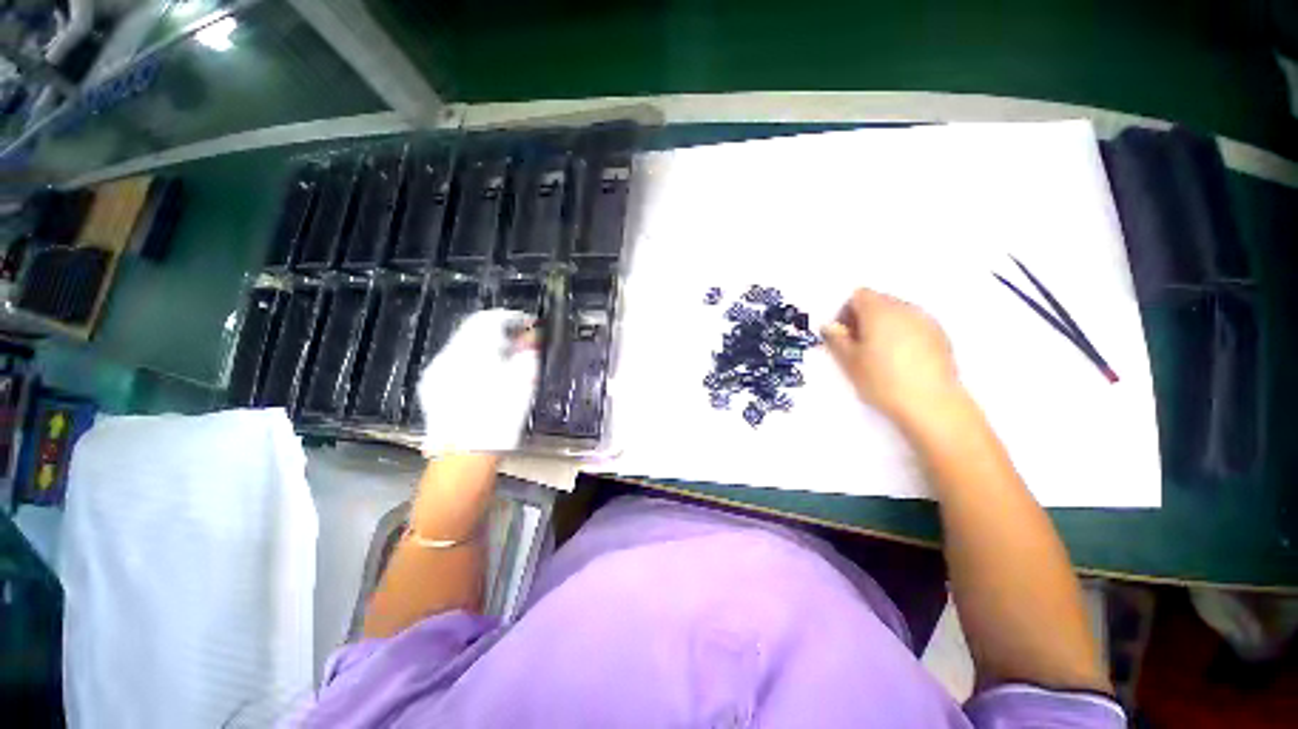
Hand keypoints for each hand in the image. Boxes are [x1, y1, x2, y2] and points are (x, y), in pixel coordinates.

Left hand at [416, 309, 539, 456]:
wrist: (465, 456)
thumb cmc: (499, 417)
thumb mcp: (523, 381)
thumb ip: (528, 352)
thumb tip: (531, 336)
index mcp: (472, 350)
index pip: (489, 318)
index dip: (512, 318)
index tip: (529, 324)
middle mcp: (448, 355)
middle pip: (475, 331)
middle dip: (501, 333)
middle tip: (522, 344)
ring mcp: (436, 372)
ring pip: (464, 347)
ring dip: (487, 348)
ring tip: (508, 363)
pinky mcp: (432, 388)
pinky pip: (455, 364)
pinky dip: (474, 363)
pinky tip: (487, 380)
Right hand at [821, 289, 964, 428]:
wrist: (931, 403)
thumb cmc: (882, 380)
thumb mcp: (849, 361)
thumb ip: (836, 339)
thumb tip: (830, 327)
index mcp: (879, 311)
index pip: (858, 296)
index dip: (845, 312)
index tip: (843, 335)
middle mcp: (904, 308)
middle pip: (878, 301)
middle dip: (864, 318)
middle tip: (857, 346)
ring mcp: (926, 321)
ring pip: (897, 314)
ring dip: (883, 326)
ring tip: (878, 354)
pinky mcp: (940, 336)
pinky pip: (913, 326)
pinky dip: (902, 335)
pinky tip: (900, 360)